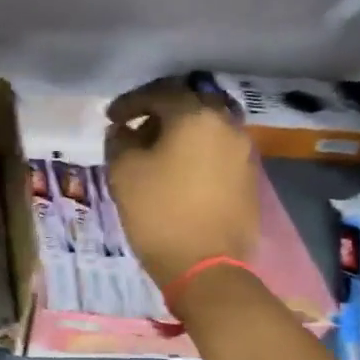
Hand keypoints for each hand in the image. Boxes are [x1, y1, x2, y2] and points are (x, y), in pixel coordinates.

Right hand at [104, 76, 260, 291]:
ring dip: (180, 131)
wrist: (205, 266)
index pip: (160, 93)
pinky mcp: (248, 177)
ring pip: (207, 127)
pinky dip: (195, 150)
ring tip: (155, 151)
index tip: (111, 118)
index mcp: (196, 116)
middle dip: (160, 112)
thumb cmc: (158, 212)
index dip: (130, 102)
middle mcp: (227, 125)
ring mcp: (243, 151)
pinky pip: (217, 149)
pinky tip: (177, 170)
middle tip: (135, 128)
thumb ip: (120, 140)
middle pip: (190, 104)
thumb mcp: (124, 171)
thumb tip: (125, 131)